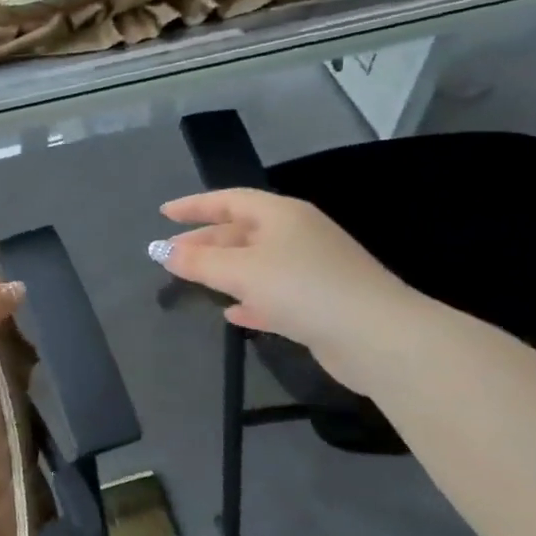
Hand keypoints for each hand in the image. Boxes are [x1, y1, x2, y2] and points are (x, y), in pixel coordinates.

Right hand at [155, 188, 428, 392]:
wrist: (376, 336)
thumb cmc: (302, 288)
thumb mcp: (241, 271)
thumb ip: (198, 261)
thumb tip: (160, 250)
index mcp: (281, 215)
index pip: (229, 199)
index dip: (194, 205)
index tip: (163, 214)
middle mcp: (297, 234)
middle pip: (241, 231)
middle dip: (205, 241)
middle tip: (170, 254)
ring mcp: (312, 268)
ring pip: (256, 264)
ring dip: (224, 271)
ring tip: (193, 281)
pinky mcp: (320, 302)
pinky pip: (274, 293)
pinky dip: (250, 299)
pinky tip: (233, 313)